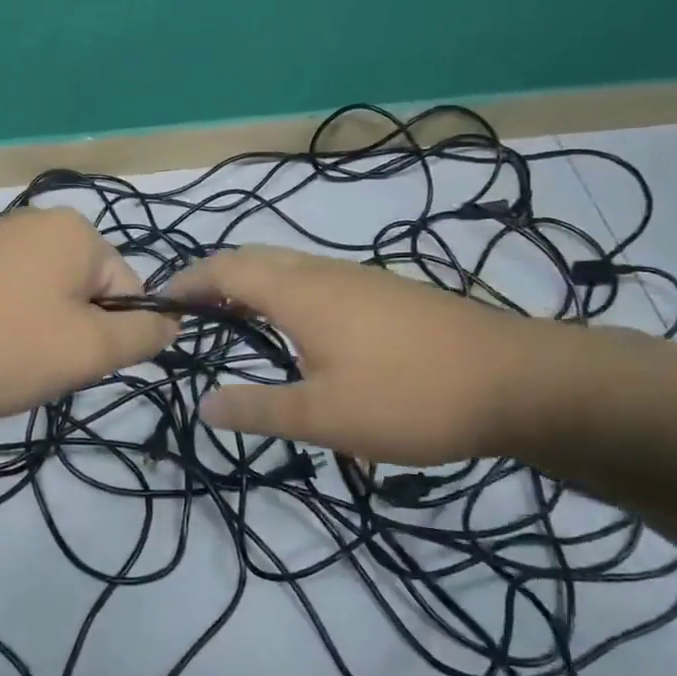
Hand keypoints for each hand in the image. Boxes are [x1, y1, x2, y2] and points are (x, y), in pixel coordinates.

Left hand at [0, 208, 177, 420]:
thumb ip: (143, 336)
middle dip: (75, 335)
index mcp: (76, 231)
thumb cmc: (0, 347)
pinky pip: (9, 297)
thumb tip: (173, 323)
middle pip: (88, 292)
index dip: (113, 336)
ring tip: (5, 362)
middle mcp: (38, 222)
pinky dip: (5, 327)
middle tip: (39, 366)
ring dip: (41, 334)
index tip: (75, 364)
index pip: (130, 290)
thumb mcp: (87, 350)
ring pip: (48, 298)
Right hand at [167, 245, 587, 466]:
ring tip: (234, 322)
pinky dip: (284, 292)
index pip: (226, 269)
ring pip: (288, 266)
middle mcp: (324, 271)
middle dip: (215, 278)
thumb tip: (202, 406)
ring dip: (251, 284)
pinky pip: (315, 279)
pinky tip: (298, 332)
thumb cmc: (409, 397)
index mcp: (299, 291)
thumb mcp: (324, 417)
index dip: (188, 281)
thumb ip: (259, 410)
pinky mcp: (386, 293)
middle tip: (191, 313)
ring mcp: (360, 278)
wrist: (517, 381)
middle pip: (255, 258)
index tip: (159, 304)